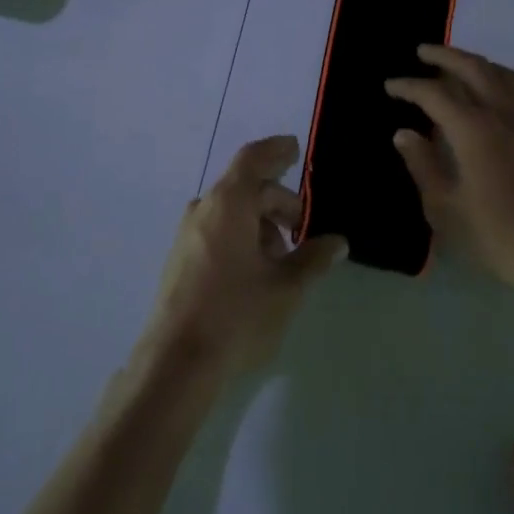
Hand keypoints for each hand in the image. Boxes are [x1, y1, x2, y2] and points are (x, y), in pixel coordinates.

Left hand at [141, 136, 347, 380]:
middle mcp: (204, 208)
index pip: (254, 159)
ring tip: (283, 258)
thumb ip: (313, 258)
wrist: (176, 362)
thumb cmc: (237, 314)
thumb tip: (337, 241)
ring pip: (231, 211)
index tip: (296, 150)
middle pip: (246, 187)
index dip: (276, 150)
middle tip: (303, 228)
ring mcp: (187, 233)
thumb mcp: (286, 287)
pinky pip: (216, 229)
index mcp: (229, 203)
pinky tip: (257, 270)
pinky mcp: (180, 258)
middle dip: (278, 201)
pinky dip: (241, 235)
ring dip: (260, 223)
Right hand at [386, 45, 513, 303]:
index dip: (409, 86)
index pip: (435, 93)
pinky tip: (488, 95)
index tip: (390, 85)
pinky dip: (497, 78)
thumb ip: (423, 165)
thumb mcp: (445, 208)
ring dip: (476, 62)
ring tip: (456, 66)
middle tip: (422, 52)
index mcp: (474, 130)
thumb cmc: (496, 236)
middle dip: (444, 56)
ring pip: (502, 74)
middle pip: (473, 68)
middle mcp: (503, 115)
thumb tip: (405, 133)